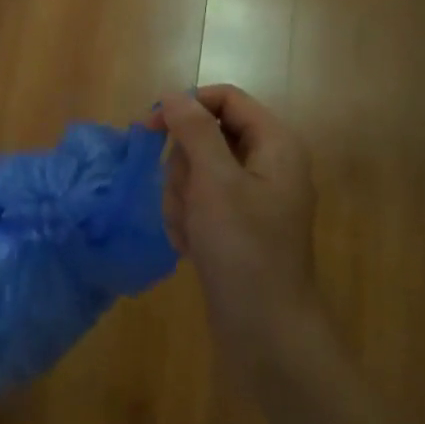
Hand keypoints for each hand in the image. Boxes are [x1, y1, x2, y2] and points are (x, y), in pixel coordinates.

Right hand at [152, 85, 322, 371]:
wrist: (264, 330)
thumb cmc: (243, 249)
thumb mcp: (215, 182)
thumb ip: (194, 131)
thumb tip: (173, 94)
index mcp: (274, 145)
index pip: (225, 99)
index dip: (186, 106)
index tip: (149, 128)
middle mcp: (265, 164)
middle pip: (205, 137)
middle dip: (183, 168)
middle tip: (188, 199)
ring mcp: (250, 197)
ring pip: (195, 171)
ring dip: (181, 199)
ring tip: (191, 231)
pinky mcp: (235, 225)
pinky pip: (198, 202)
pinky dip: (187, 219)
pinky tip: (191, 246)